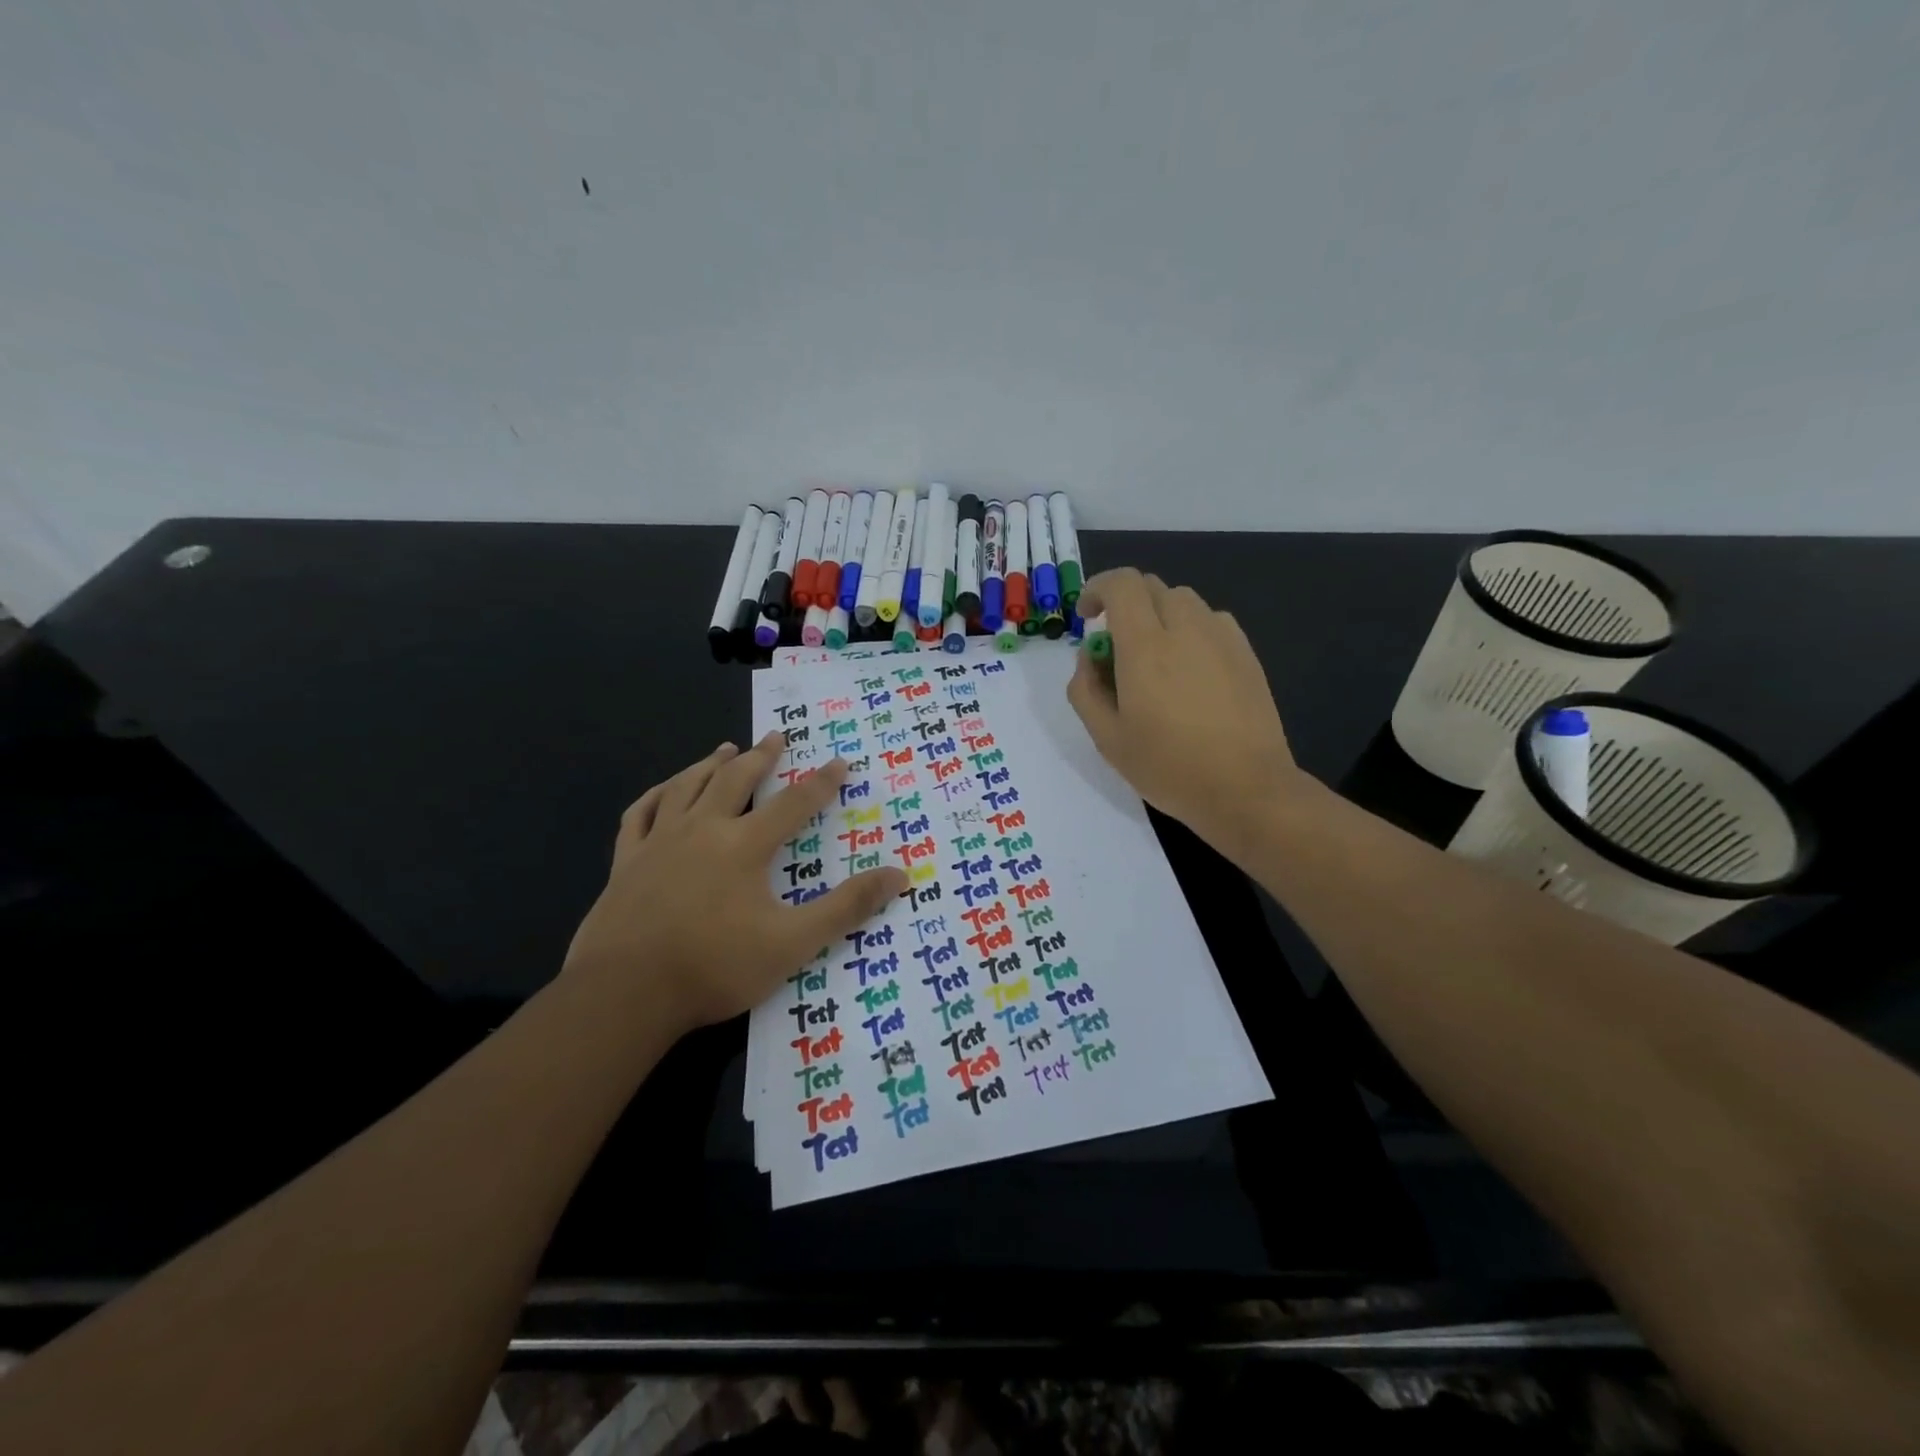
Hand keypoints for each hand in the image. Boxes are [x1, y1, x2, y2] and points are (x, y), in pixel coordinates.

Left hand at [561, 735, 905, 1035]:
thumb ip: (846, 907)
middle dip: (761, 757)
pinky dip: (656, 795)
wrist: (625, 993)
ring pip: (687, 787)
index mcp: (744, 846)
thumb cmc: (715, 966)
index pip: (794, 803)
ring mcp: (659, 842)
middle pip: (735, 780)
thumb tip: (898, 875)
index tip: (839, 762)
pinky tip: (663, 792)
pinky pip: (640, 814)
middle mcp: (702, 830)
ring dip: (710, 764)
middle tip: (776, 737)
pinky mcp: (626, 862)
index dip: (821, 782)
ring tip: (725, 749)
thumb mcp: (793, 942)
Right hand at [1068, 568, 1302, 857]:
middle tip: (1115, 645)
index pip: (1122, 584)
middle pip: (1151, 587)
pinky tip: (1189, 669)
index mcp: (1146, 646)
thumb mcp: (1107, 738)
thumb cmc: (1168, 767)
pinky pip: (1211, 620)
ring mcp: (1222, 638)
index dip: (1097, 588)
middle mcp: (1186, 628)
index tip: (1087, 617)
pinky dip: (1189, 629)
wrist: (1245, 788)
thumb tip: (1090, 655)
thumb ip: (1085, 689)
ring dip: (1158, 614)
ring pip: (1183, 600)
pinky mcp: (1246, 653)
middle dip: (1125, 603)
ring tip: (1153, 657)